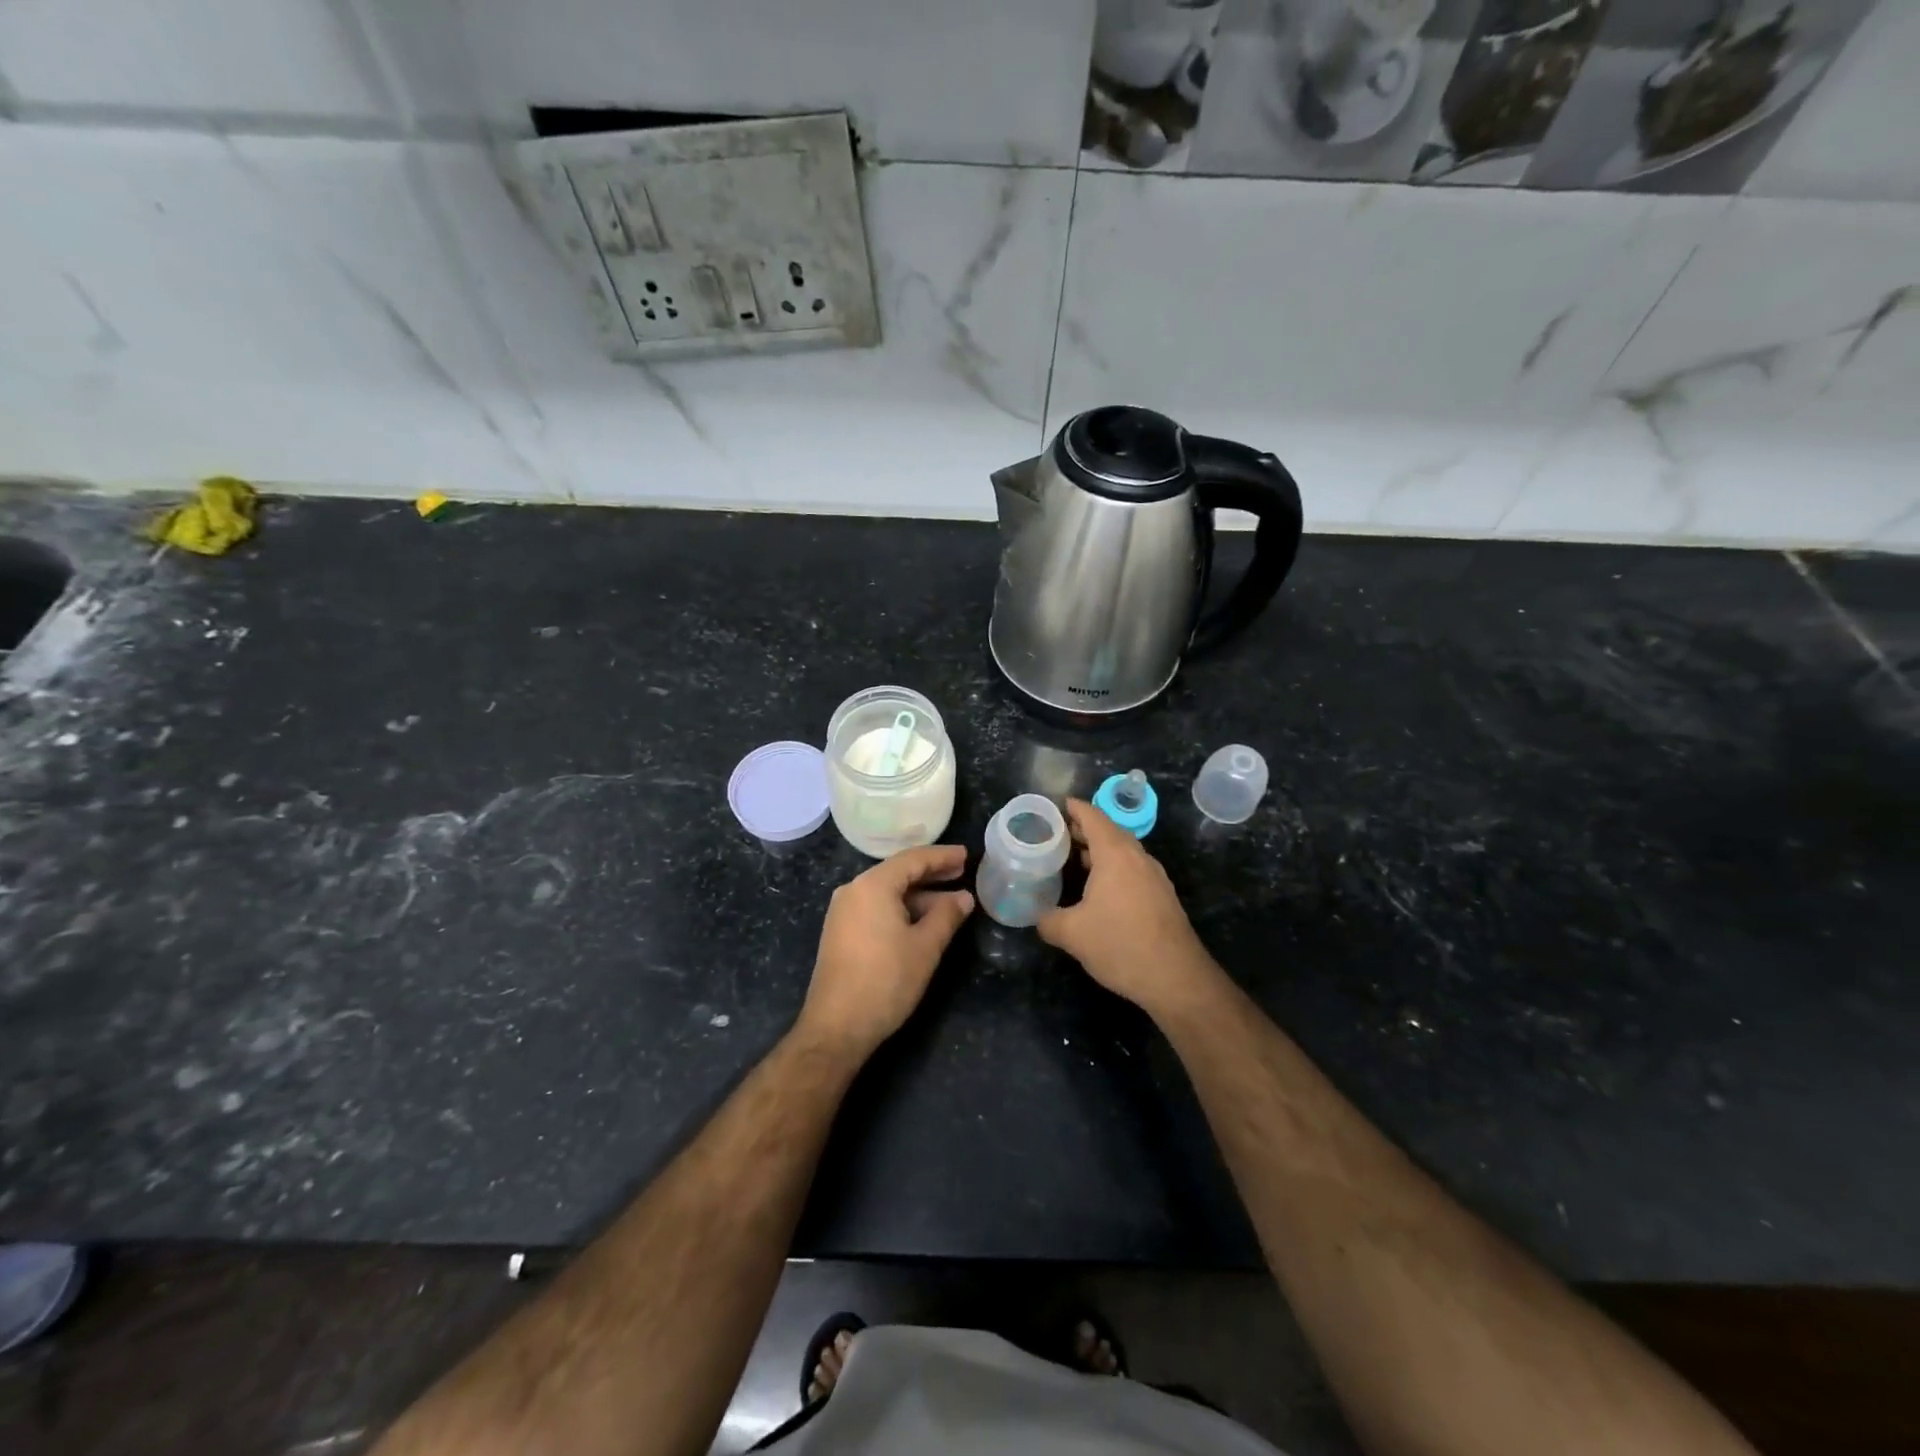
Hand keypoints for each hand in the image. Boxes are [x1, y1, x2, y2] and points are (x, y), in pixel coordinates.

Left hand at [797, 844, 973, 1059]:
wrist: (837, 1027)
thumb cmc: (886, 981)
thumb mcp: (925, 947)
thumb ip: (947, 916)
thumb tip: (964, 897)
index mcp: (872, 885)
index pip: (913, 859)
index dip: (942, 857)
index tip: (966, 856)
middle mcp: (854, 890)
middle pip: (898, 873)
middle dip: (931, 874)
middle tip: (962, 873)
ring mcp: (844, 912)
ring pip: (888, 892)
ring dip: (919, 895)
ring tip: (951, 902)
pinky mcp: (841, 932)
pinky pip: (876, 908)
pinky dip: (902, 909)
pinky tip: (923, 921)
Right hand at [1038, 800, 1220, 1020]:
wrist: (1176, 977)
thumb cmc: (1120, 944)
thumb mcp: (1072, 934)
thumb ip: (1048, 920)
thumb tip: (1038, 917)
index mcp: (1115, 854)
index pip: (1093, 817)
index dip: (1074, 808)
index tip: (1056, 805)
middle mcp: (1137, 858)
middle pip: (1110, 831)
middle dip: (1084, 829)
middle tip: (1057, 833)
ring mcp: (1154, 877)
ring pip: (1124, 851)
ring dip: (1100, 850)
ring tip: (1074, 858)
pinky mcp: (1162, 896)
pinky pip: (1133, 869)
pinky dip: (1113, 867)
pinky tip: (1100, 888)